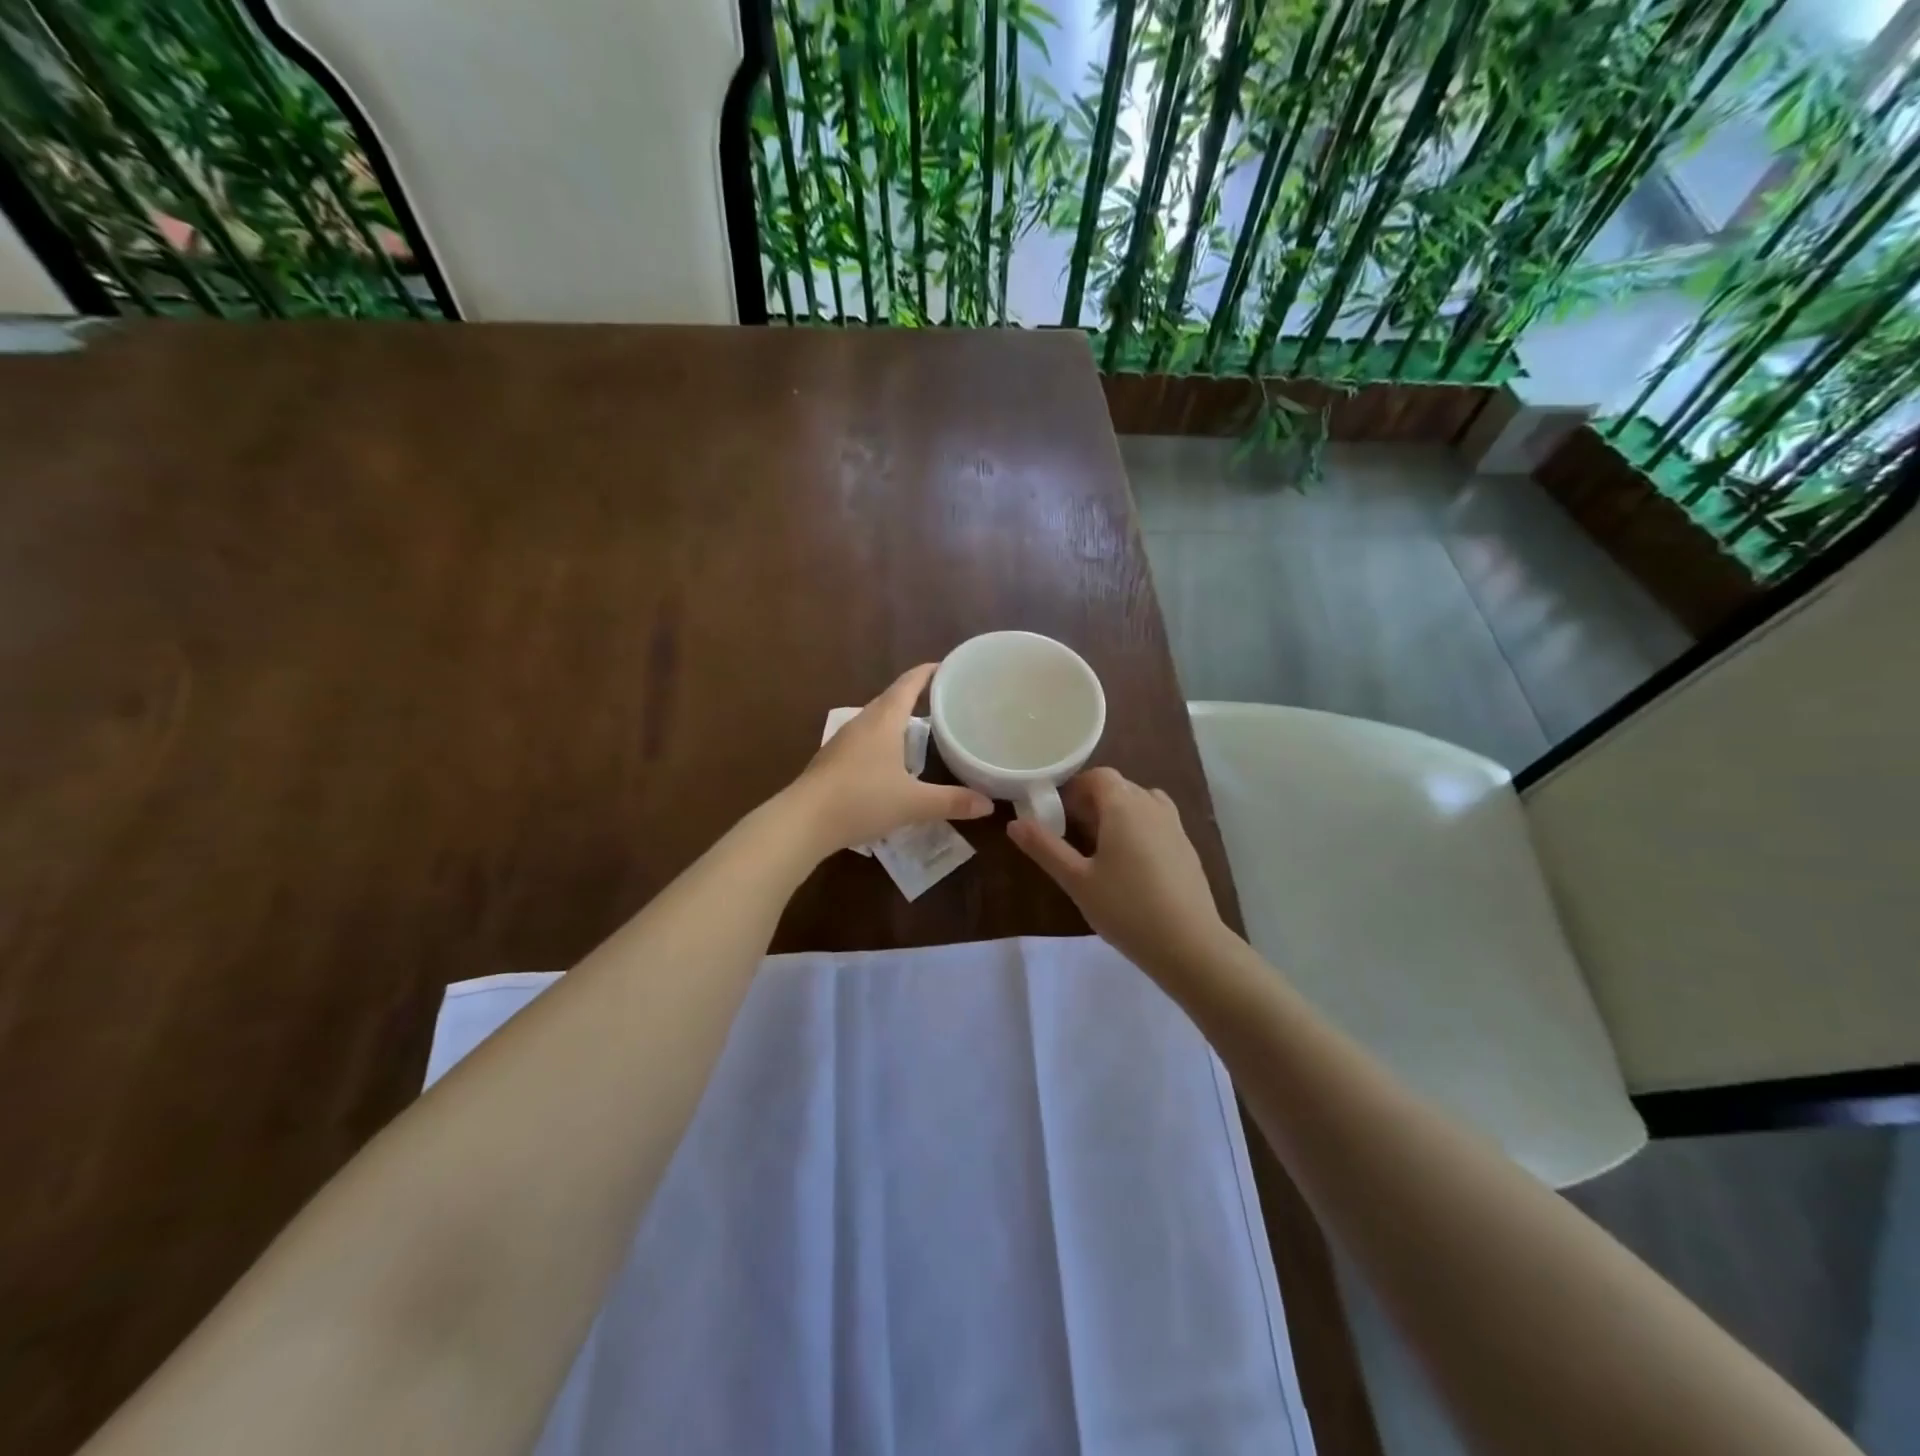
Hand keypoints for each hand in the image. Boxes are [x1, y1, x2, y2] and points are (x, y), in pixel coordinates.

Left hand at [791, 663, 992, 853]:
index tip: (946, 666)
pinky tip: (890, 762)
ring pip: (875, 721)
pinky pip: (863, 740)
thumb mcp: (913, 803)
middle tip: (942, 700)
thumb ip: (951, 802)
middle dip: (915, 696)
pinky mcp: (831, 761)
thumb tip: (988, 804)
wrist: (803, 821)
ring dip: (896, 720)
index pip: (908, 684)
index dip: (927, 673)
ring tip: (920, 730)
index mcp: (883, 721)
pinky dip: (882, 741)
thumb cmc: (861, 800)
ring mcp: (843, 742)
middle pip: (890, 699)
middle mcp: (862, 723)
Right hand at [1008, 767, 1229, 978]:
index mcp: (1123, 806)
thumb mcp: (1076, 880)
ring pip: (1141, 803)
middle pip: (1119, 787)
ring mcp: (1175, 826)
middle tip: (1072, 834)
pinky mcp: (1187, 848)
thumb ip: (1045, 848)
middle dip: (1093, 802)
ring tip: (1101, 847)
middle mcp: (1152, 805)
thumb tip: (1015, 823)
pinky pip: (1157, 822)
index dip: (1075, 788)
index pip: (1098, 776)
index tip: (1057, 813)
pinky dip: (1139, 829)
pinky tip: (1130, 866)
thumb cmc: (1126, 908)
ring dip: (1118, 814)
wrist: (1189, 944)